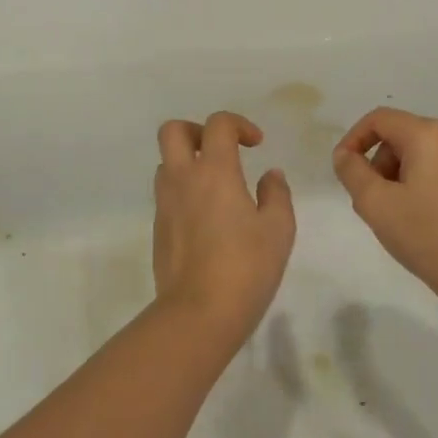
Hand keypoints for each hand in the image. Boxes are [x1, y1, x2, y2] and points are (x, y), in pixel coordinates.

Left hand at [152, 112, 296, 339]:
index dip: (238, 124)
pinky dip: (184, 192)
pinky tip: (208, 219)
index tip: (256, 145)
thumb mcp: (278, 230)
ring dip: (188, 163)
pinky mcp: (158, 229)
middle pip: (173, 131)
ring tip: (217, 187)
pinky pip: (166, 194)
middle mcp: (182, 179)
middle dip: (197, 131)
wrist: (198, 313)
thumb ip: (277, 195)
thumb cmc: (246, 267)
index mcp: (214, 171)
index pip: (218, 124)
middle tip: (222, 152)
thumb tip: (270, 176)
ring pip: (166, 163)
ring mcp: (165, 204)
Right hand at [332, 107, 437, 306]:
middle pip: (399, 136)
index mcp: (429, 135)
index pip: (379, 119)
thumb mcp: (375, 203)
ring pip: (418, 155)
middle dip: (377, 164)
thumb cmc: (427, 234)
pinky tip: (418, 220)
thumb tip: (345, 155)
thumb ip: (351, 171)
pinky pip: (437, 171)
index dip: (353, 140)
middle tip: (369, 202)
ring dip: (396, 177)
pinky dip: (418, 186)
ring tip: (393, 216)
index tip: (343, 171)